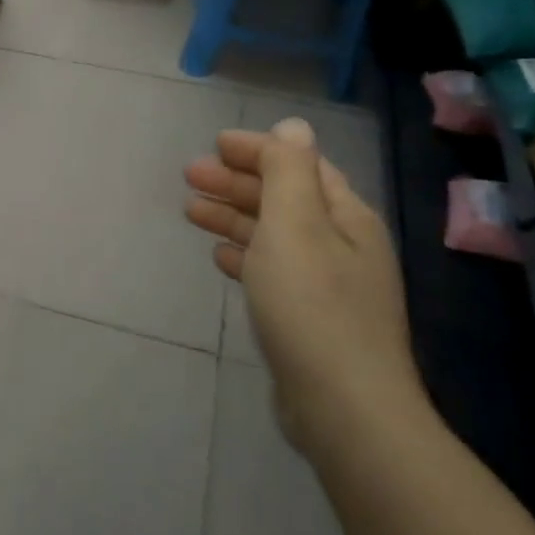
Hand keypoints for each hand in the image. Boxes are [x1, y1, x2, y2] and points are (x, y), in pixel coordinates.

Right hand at [184, 119, 422, 458]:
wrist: (343, 408)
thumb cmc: (312, 306)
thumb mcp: (296, 225)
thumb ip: (289, 171)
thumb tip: (293, 125)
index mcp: (345, 217)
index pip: (300, 166)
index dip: (258, 150)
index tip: (214, 144)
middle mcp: (342, 245)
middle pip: (284, 199)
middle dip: (237, 182)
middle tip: (190, 176)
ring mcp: (327, 285)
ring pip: (274, 234)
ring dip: (234, 216)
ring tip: (190, 211)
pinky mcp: (309, 319)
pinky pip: (271, 270)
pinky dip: (245, 255)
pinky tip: (220, 257)